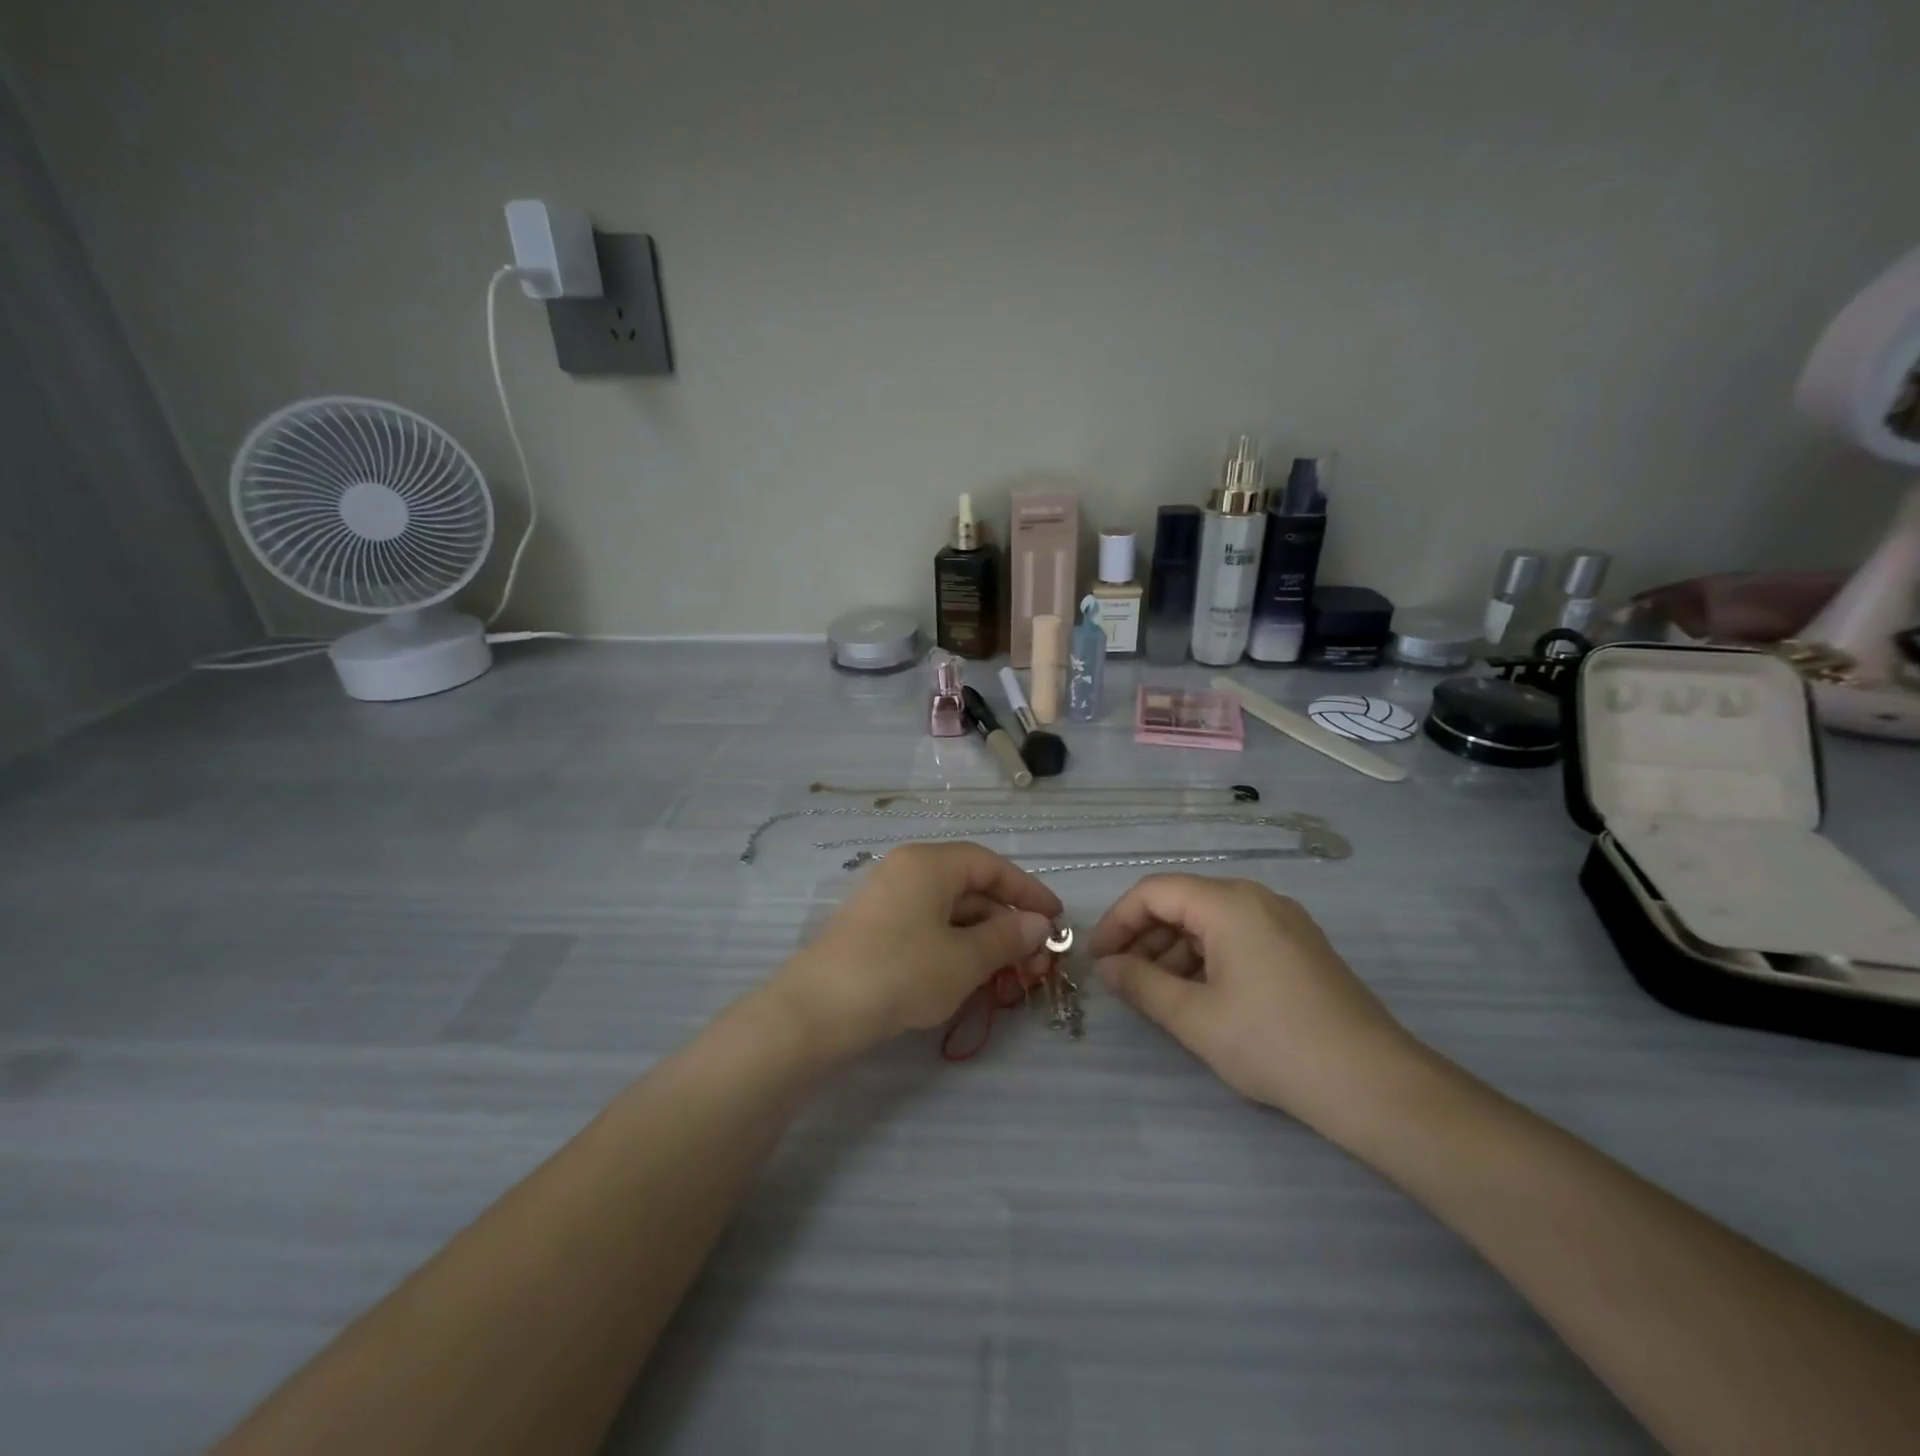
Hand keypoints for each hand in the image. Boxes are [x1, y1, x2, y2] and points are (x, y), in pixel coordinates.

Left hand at [772, 842, 1063, 1054]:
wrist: (818, 1009)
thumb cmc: (902, 972)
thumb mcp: (965, 959)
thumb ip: (1007, 937)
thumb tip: (1038, 924)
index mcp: (929, 863)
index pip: (990, 865)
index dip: (1027, 890)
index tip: (1056, 918)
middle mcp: (907, 870)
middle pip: (970, 887)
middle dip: (1007, 922)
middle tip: (1036, 959)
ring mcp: (887, 900)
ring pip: (949, 911)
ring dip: (983, 939)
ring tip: (1010, 974)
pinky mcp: (874, 929)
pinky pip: (926, 927)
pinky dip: (955, 947)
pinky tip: (970, 977)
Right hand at [1088, 875, 1427, 1131]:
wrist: (1374, 1084)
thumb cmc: (1274, 1044)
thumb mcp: (1195, 1018)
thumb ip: (1141, 985)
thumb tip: (1108, 967)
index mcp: (1229, 903)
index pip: (1154, 892)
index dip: (1117, 921)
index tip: (1099, 960)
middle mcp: (1256, 899)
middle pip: (1183, 903)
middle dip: (1145, 939)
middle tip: (1124, 981)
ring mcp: (1283, 922)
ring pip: (1210, 922)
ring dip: (1174, 952)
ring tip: (1159, 996)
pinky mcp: (1299, 947)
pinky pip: (1238, 938)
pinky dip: (1207, 960)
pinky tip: (1200, 998)